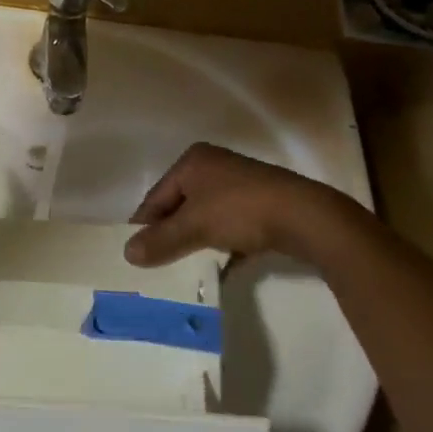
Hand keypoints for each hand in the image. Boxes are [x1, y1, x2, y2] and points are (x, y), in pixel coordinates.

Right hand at [125, 142, 373, 267]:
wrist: (304, 216)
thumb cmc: (240, 210)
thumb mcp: (194, 226)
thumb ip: (161, 240)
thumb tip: (127, 253)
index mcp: (193, 161)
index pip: (157, 195)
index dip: (145, 224)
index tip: (135, 253)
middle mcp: (214, 166)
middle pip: (180, 205)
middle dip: (171, 234)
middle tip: (158, 264)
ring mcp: (239, 185)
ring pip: (206, 217)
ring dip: (196, 241)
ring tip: (184, 269)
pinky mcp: (260, 204)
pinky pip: (230, 226)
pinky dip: (222, 246)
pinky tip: (218, 269)